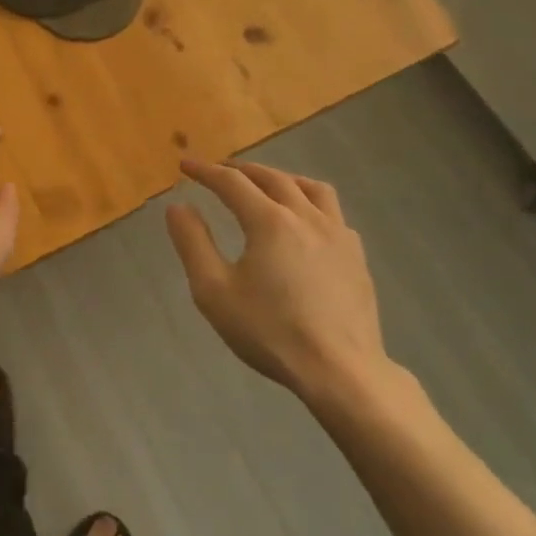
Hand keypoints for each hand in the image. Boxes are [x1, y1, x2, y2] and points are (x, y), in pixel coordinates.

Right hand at [165, 159, 398, 400]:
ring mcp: (338, 234)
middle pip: (272, 178)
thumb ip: (193, 243)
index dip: (205, 171)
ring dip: (283, 179)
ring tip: (267, 185)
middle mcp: (306, 216)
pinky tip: (306, 224)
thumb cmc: (270, 331)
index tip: (186, 164)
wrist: (340, 371)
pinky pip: (333, 214)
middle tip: (221, 171)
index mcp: (269, 221)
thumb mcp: (214, 291)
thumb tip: (178, 206)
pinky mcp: (357, 256)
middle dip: (242, 170)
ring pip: (311, 188)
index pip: (232, 182)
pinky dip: (311, 204)